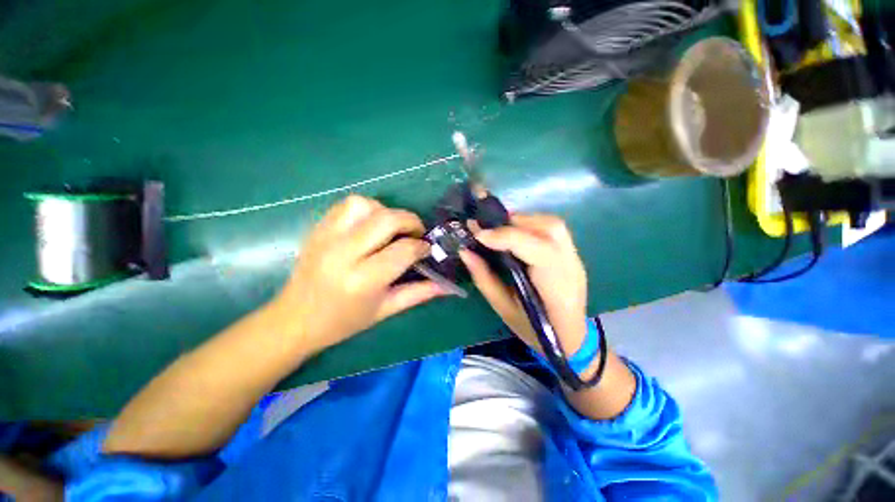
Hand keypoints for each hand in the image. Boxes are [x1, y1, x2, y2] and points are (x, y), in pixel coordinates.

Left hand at [272, 195, 446, 353]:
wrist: (295, 319)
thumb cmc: (343, 322)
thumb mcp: (385, 310)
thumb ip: (418, 293)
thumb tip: (446, 285)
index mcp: (363, 280)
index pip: (403, 250)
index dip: (421, 246)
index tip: (426, 249)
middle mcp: (344, 253)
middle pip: (387, 219)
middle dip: (410, 221)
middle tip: (415, 233)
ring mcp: (327, 237)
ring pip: (365, 205)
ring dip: (385, 212)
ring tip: (390, 229)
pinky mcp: (317, 229)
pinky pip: (346, 205)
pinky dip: (366, 209)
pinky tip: (370, 226)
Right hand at [459, 214, 588, 355]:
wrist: (570, 339)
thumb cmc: (535, 331)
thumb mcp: (504, 309)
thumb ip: (484, 278)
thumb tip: (465, 251)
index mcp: (556, 288)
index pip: (538, 250)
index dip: (507, 237)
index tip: (478, 234)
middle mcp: (571, 267)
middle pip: (549, 229)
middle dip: (514, 223)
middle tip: (487, 229)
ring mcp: (575, 259)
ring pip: (553, 224)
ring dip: (523, 221)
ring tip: (500, 229)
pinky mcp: (572, 254)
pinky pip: (553, 229)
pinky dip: (531, 225)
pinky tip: (515, 234)